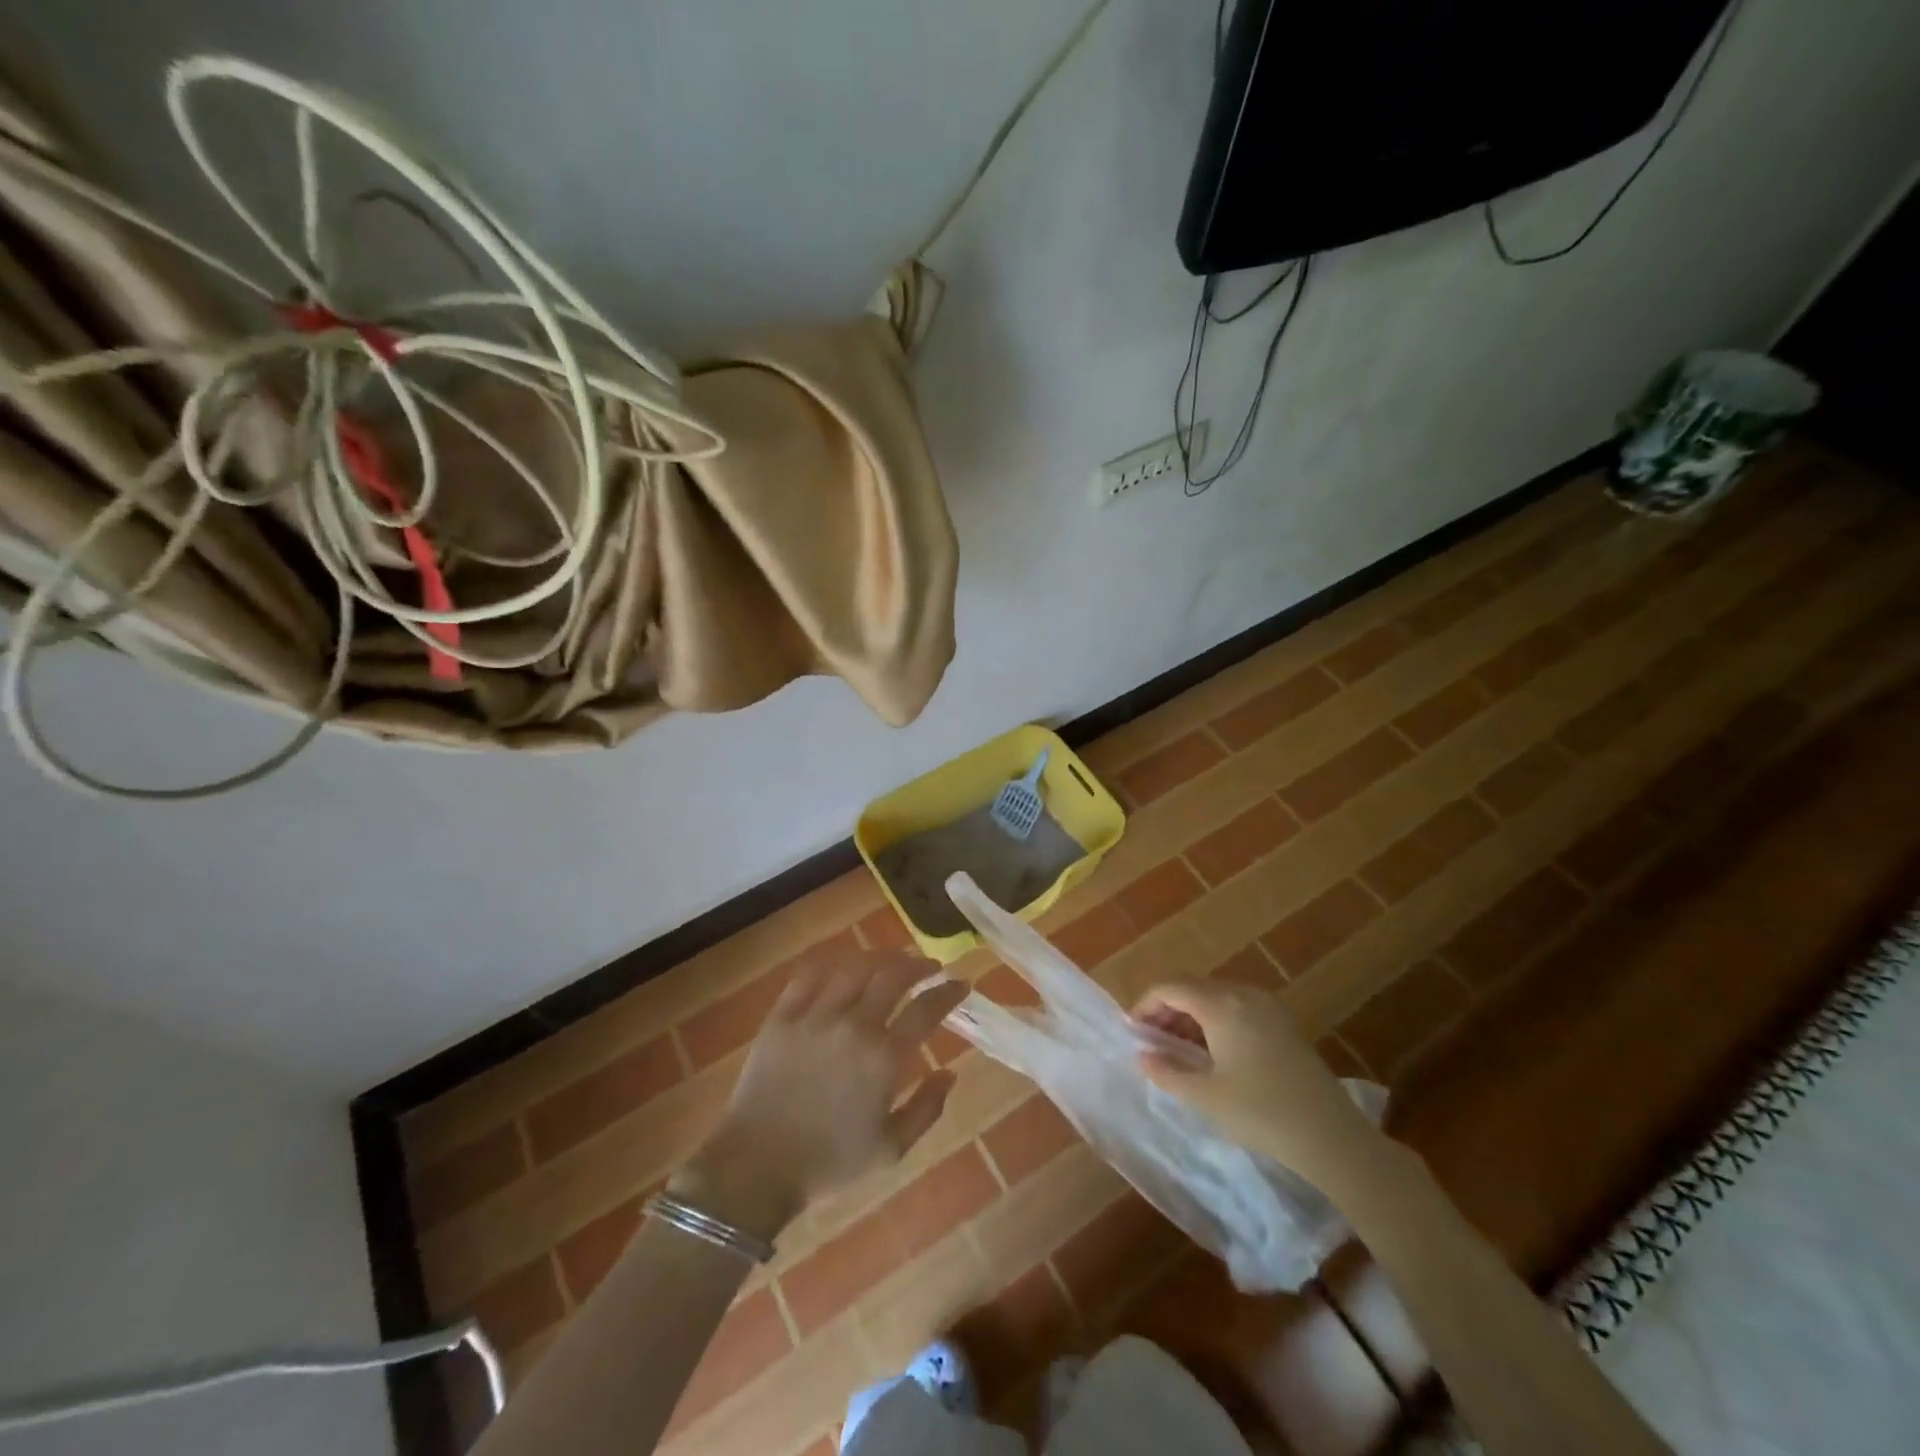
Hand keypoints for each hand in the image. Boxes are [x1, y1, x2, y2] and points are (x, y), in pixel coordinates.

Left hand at [672, 951, 969, 1240]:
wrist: (757, 1167)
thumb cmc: (829, 1163)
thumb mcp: (891, 1149)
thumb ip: (927, 1109)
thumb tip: (951, 1072)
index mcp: (884, 1058)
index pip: (926, 1009)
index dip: (948, 992)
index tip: (961, 984)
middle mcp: (854, 1026)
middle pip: (893, 976)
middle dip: (918, 965)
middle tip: (929, 967)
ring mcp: (815, 1016)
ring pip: (854, 967)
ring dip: (880, 958)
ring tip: (892, 959)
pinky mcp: (783, 1016)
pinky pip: (809, 975)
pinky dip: (832, 963)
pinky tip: (843, 965)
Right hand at [1133, 979, 1380, 1188]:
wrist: (1331, 1136)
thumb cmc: (1261, 1113)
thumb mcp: (1205, 1096)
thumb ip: (1167, 1071)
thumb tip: (1142, 1055)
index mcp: (1220, 1004)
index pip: (1170, 987)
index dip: (1146, 1005)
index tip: (1134, 1033)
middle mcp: (1243, 994)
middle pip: (1192, 987)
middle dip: (1167, 1010)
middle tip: (1154, 1043)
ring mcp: (1267, 1005)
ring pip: (1215, 996)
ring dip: (1191, 1015)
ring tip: (1180, 1051)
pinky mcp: (1284, 1022)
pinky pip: (1237, 1007)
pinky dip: (1216, 1020)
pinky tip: (1214, 1053)